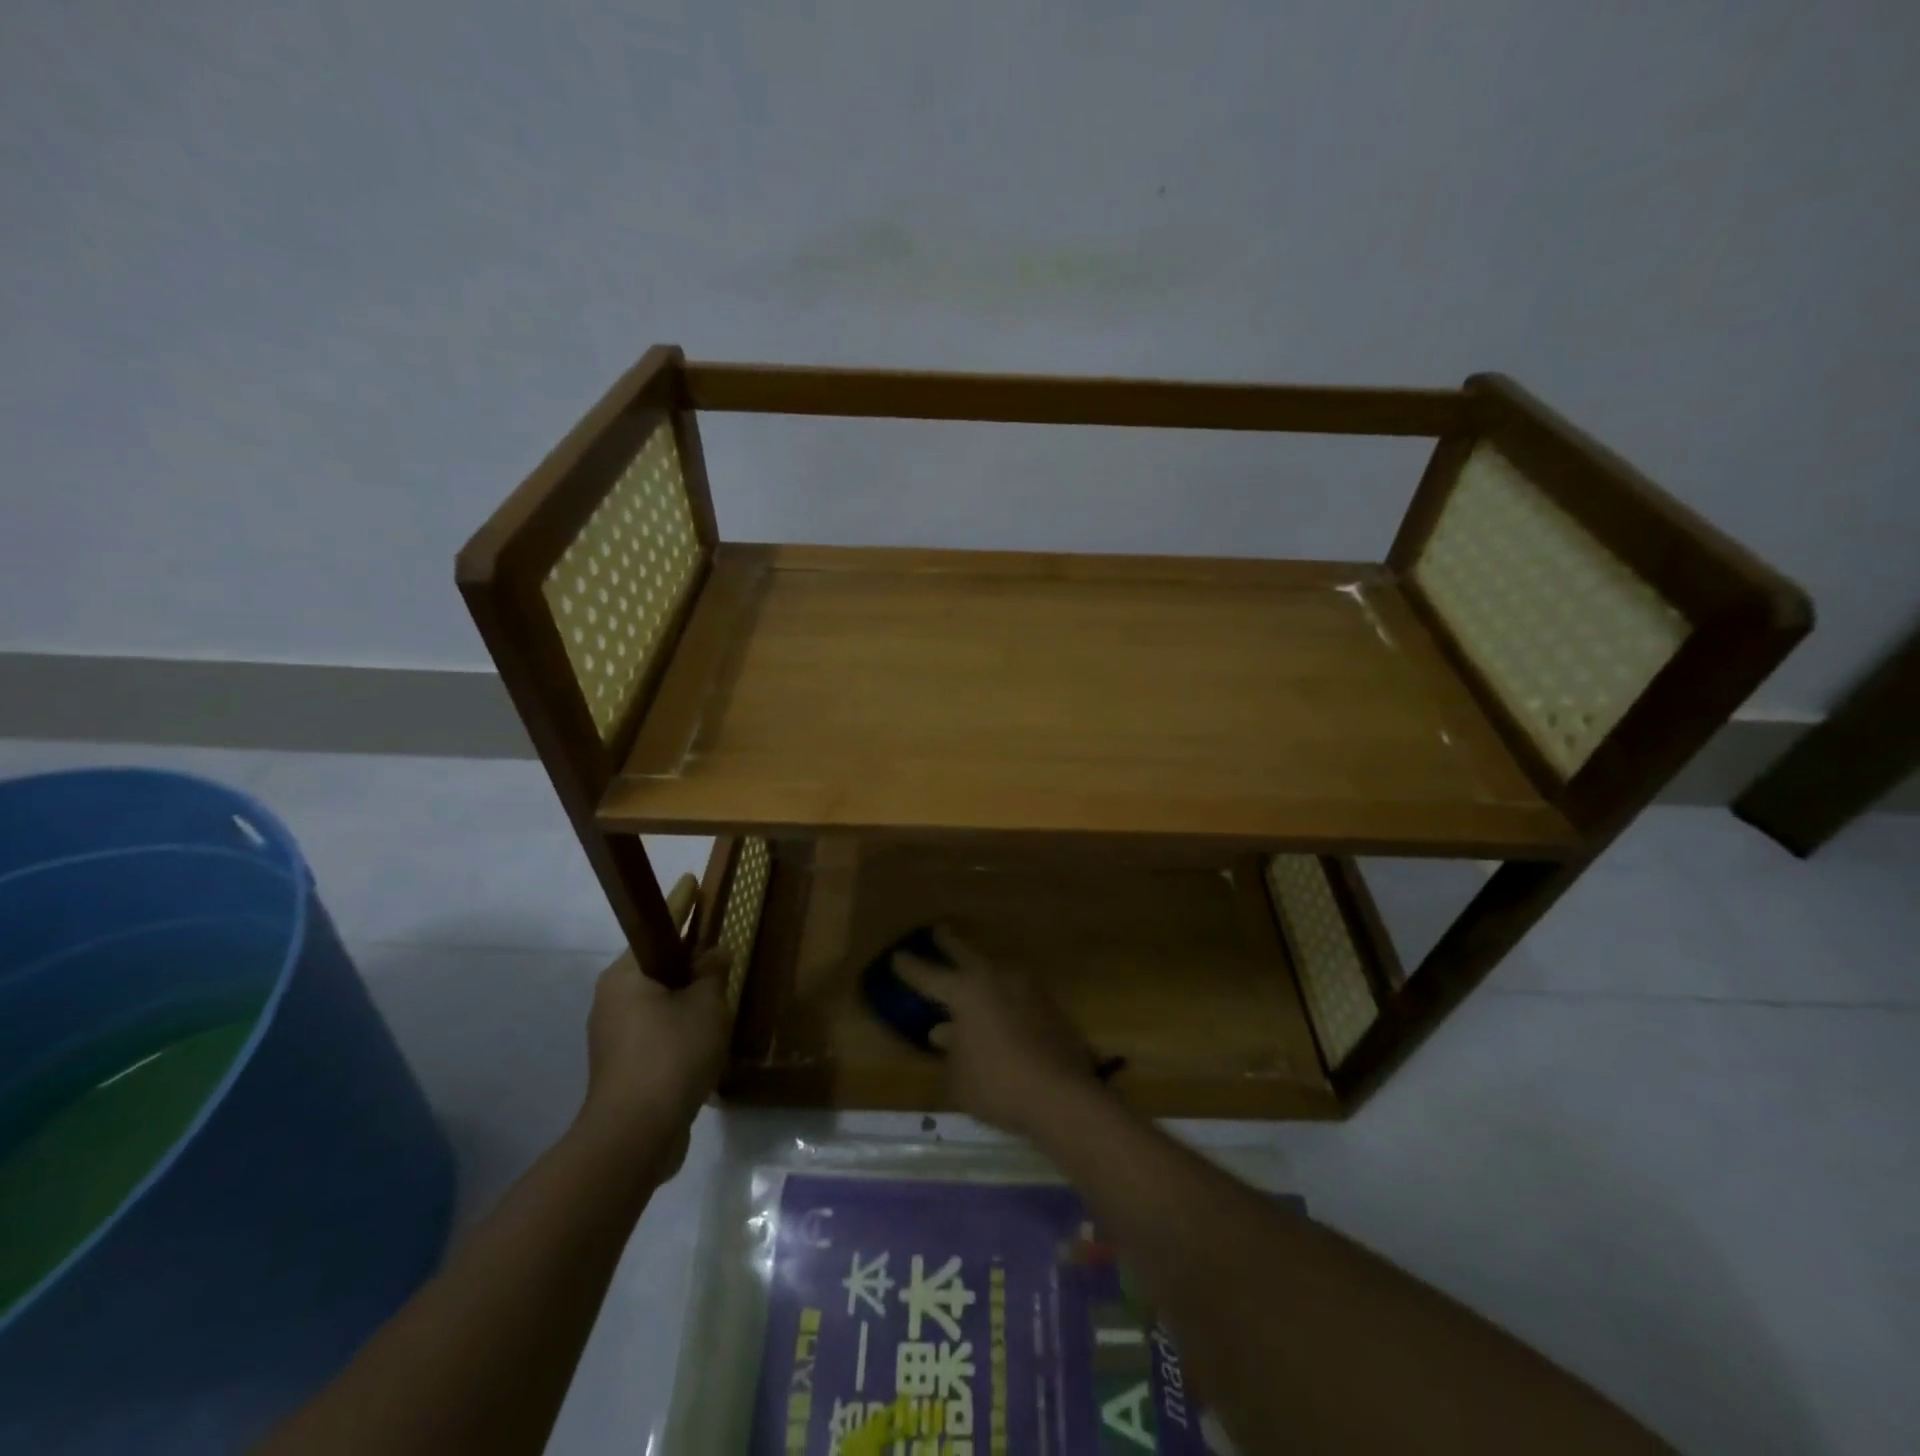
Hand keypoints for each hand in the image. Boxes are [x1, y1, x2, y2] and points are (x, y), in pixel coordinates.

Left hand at [582, 875, 731, 1157]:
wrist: (635, 1135)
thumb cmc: (671, 1055)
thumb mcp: (705, 1006)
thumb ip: (712, 973)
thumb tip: (714, 953)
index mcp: (627, 976)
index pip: (658, 927)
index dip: (681, 903)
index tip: (692, 880)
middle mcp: (613, 999)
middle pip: (657, 964)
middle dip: (688, 956)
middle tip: (718, 944)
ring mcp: (614, 1035)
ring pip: (658, 999)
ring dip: (687, 994)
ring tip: (720, 990)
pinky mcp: (623, 1065)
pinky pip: (657, 1028)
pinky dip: (681, 1024)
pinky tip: (707, 1033)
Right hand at [893, 926, 1102, 1137]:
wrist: (1061, 1095)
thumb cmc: (997, 1084)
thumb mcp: (958, 1077)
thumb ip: (950, 1051)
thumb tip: (947, 1034)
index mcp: (965, 991)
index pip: (929, 975)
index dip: (911, 968)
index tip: (898, 957)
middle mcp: (995, 979)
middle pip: (967, 955)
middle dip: (950, 944)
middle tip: (939, 931)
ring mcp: (1027, 990)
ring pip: (995, 973)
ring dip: (980, 974)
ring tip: (969, 977)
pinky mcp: (1049, 1007)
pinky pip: (1016, 995)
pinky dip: (1002, 1000)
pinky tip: (998, 1013)